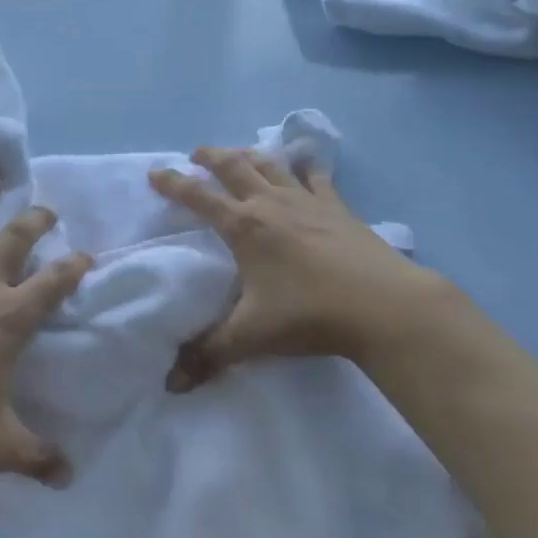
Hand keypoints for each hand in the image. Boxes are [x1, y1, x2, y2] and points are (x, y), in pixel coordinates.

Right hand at [149, 147, 453, 390]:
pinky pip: (317, 178)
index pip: (199, 197)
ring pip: (272, 165)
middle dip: (212, 157)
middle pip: (235, 168)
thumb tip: (171, 385)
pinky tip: (306, 162)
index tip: (156, 172)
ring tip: (240, 153)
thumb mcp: (250, 336)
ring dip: (251, 155)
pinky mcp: (339, 208)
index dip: (174, 184)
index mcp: (244, 227)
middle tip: (197, 153)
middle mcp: (271, 204)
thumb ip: (209, 354)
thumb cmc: (308, 315)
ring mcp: (308, 202)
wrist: (382, 305)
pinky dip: (307, 166)